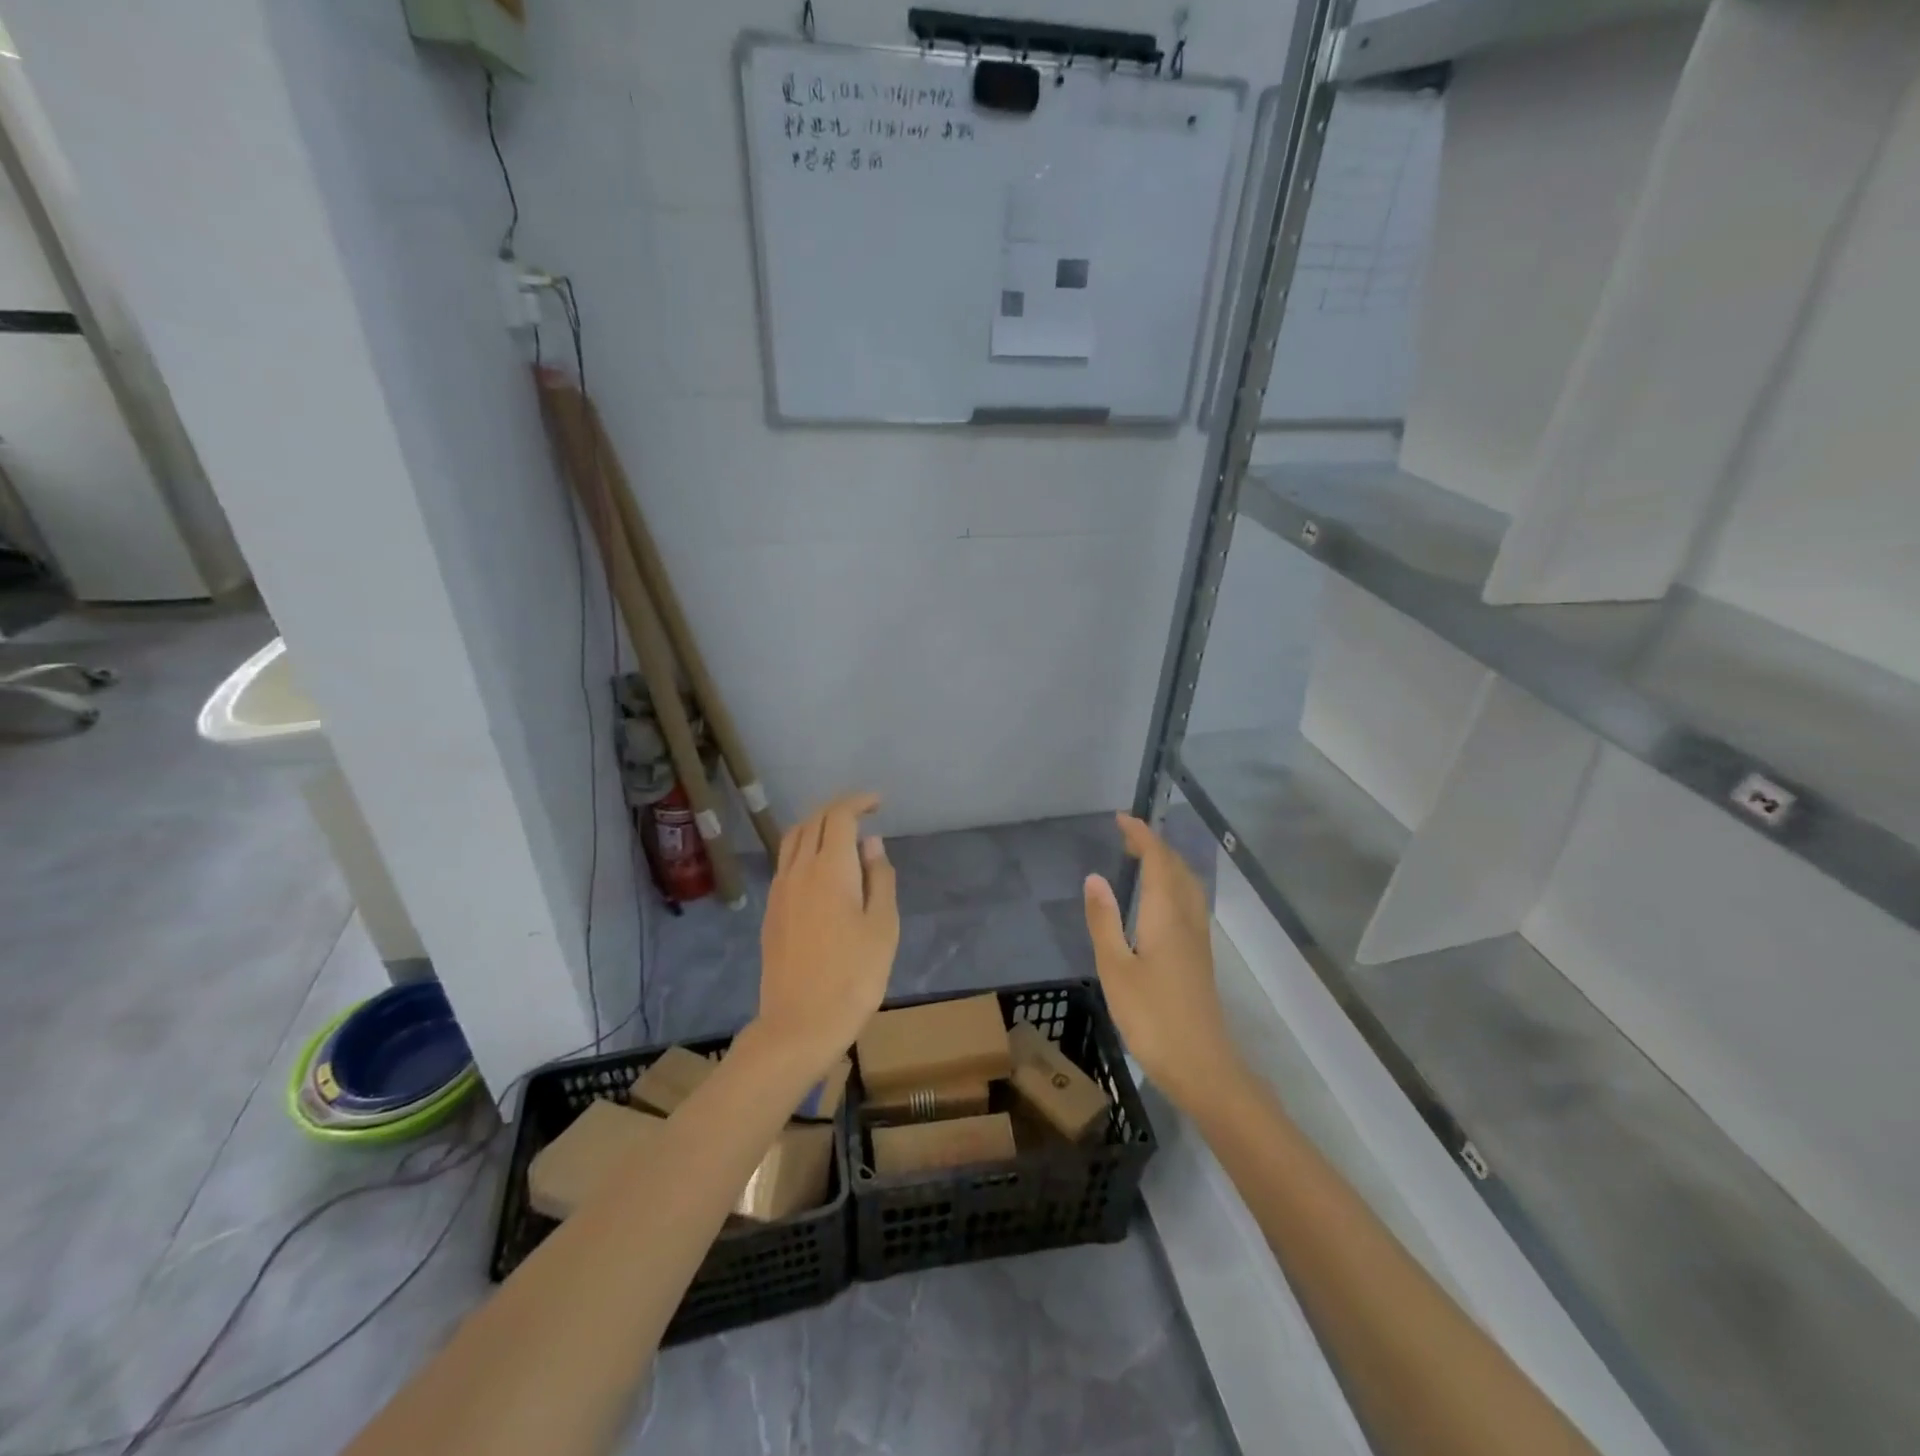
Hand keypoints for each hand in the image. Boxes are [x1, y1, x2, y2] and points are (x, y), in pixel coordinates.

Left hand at [756, 792, 898, 1076]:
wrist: (799, 1025)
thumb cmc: (853, 977)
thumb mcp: (883, 927)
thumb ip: (879, 879)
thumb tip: (871, 844)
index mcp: (829, 869)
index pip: (839, 816)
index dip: (858, 802)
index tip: (879, 803)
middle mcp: (798, 870)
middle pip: (813, 821)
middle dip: (839, 808)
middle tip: (865, 812)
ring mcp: (779, 890)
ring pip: (793, 839)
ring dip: (818, 825)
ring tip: (842, 833)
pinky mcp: (771, 911)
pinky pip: (786, 862)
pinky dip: (805, 848)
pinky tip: (821, 867)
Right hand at [1084, 813, 1236, 1108]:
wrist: (1202, 1066)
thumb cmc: (1152, 1017)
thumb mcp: (1115, 968)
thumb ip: (1104, 921)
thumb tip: (1094, 877)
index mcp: (1166, 916)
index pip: (1158, 861)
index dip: (1142, 836)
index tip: (1121, 818)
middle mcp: (1187, 920)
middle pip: (1178, 869)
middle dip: (1155, 845)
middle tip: (1127, 835)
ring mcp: (1198, 940)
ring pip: (1188, 886)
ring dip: (1167, 864)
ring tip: (1142, 859)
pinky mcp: (1199, 958)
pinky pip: (1189, 903)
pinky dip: (1173, 885)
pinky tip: (1159, 902)